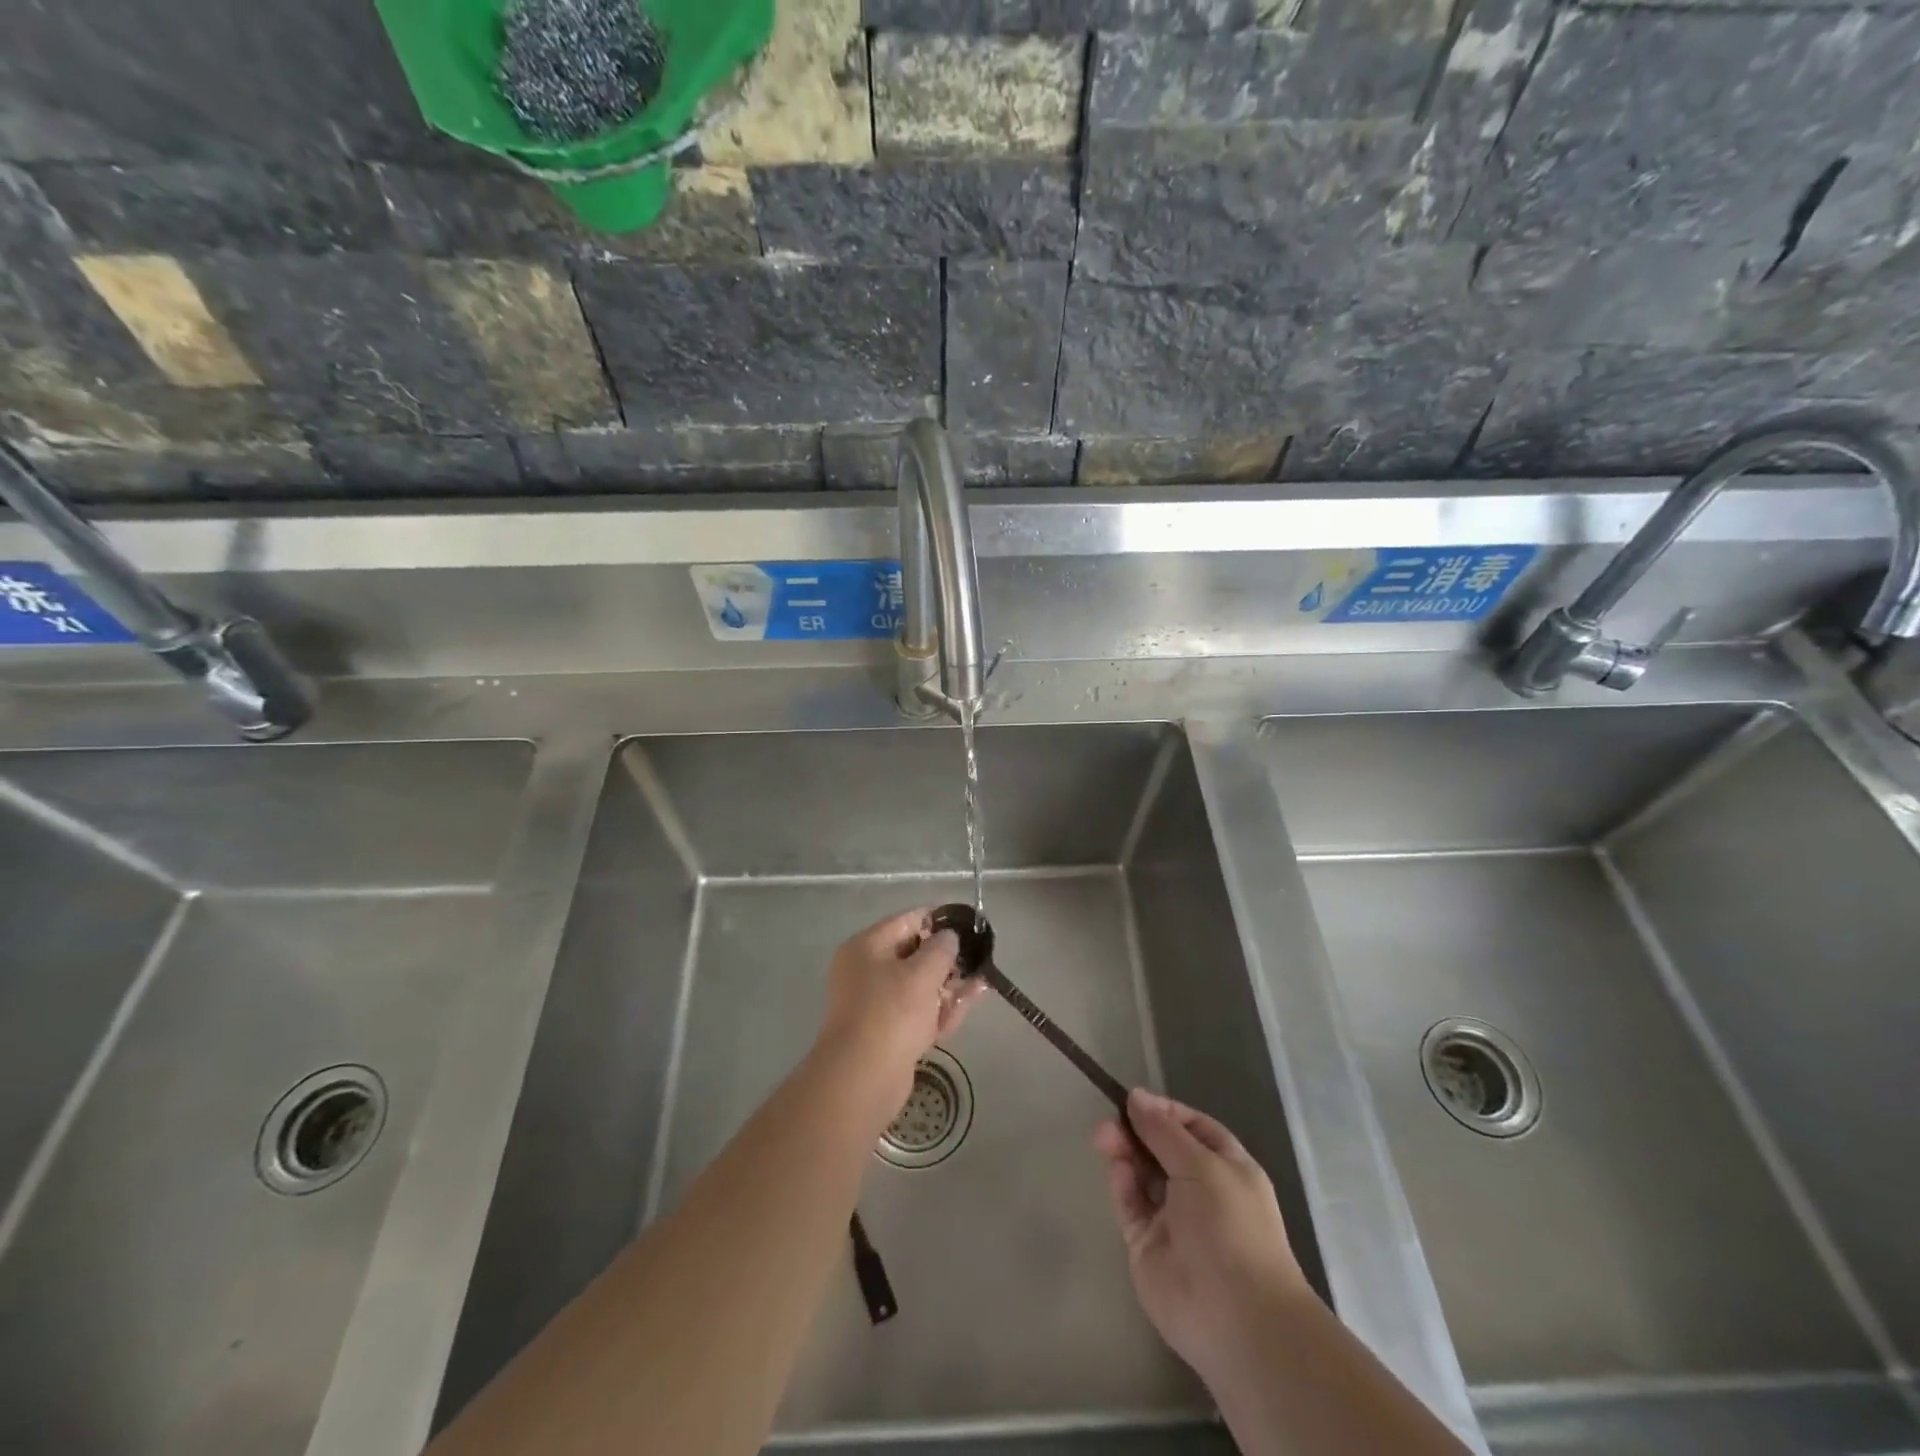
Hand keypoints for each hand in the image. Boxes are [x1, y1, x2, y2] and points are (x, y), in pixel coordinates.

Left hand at [813, 908, 983, 1126]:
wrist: (862, 1079)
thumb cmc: (890, 1013)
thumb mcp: (921, 973)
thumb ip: (941, 949)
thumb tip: (949, 937)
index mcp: (866, 947)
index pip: (906, 921)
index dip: (938, 920)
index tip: (967, 924)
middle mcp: (866, 971)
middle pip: (913, 955)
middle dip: (947, 957)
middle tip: (977, 956)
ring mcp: (876, 1005)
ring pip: (919, 986)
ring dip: (949, 984)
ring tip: (982, 980)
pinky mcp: (888, 1033)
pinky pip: (918, 1012)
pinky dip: (941, 1008)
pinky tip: (969, 1003)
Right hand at [1095, 1089, 1313, 1383]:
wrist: (1236, 1317)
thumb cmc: (1230, 1227)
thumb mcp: (1202, 1165)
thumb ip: (1163, 1131)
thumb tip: (1136, 1097)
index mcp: (1226, 1168)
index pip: (1193, 1128)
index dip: (1165, 1112)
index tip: (1134, 1100)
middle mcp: (1200, 1190)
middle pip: (1161, 1148)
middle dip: (1137, 1130)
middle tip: (1109, 1119)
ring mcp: (1172, 1218)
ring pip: (1142, 1174)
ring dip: (1124, 1152)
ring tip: (1103, 1136)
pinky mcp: (1147, 1243)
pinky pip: (1131, 1205)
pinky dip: (1122, 1185)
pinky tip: (1117, 1170)